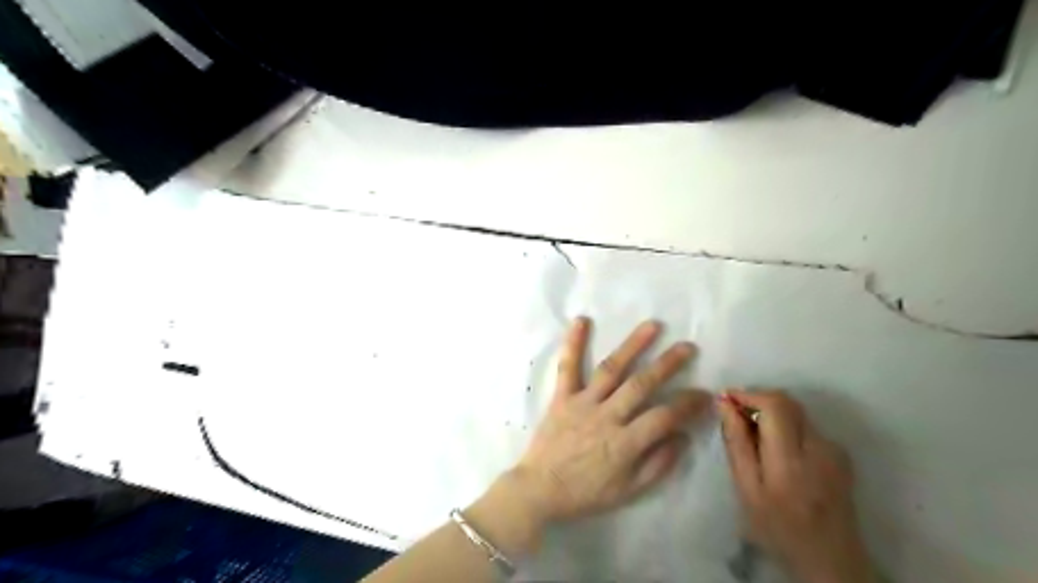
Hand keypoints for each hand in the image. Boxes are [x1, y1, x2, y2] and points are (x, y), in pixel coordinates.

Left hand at [513, 320, 714, 522]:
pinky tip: (581, 320)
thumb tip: (683, 437)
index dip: (688, 404)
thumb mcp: (628, 492)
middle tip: (688, 347)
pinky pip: (567, 367)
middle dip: (668, 364)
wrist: (539, 489)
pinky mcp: (562, 397)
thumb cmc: (586, 493)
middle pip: (642, 385)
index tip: (705, 393)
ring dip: (633, 345)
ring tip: (652, 325)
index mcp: (625, 443)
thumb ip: (657, 464)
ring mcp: (583, 403)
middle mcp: (607, 416)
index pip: (665, 416)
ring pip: (611, 369)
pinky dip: (573, 343)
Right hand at [719, 389, 878, 582]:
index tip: (727, 399)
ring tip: (755, 436)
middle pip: (787, 402)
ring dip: (772, 413)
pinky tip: (777, 450)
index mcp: (790, 460)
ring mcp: (835, 450)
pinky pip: (807, 426)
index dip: (749, 394)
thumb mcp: (746, 489)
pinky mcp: (841, 454)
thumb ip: (737, 443)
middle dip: (758, 400)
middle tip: (736, 416)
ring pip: (797, 412)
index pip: (774, 405)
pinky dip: (787, 427)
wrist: (831, 561)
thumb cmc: (777, 528)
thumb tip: (725, 403)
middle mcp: (819, 447)